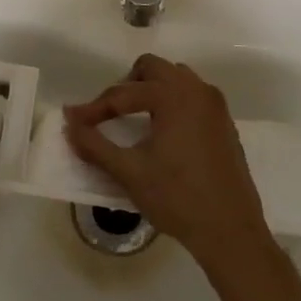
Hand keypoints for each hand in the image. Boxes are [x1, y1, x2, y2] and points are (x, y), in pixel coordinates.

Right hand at [62, 54, 271, 266]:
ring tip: (134, 120)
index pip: (123, 93)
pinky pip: (192, 97)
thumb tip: (70, 125)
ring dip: (151, 90)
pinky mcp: (224, 123)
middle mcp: (197, 90)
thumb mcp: (129, 172)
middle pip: (152, 69)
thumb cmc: (177, 198)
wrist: (230, 231)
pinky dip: (171, 103)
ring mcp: (215, 106)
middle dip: (125, 87)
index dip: (94, 108)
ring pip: (175, 79)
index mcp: (174, 96)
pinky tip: (162, 133)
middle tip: (108, 114)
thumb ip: (94, 145)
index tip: (73, 121)